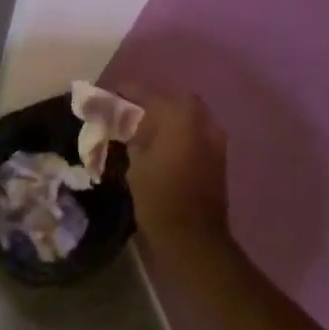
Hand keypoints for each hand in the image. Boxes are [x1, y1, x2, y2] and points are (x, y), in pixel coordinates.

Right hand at [124, 93, 230, 251]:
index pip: (147, 93)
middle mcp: (202, 120)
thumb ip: (133, 134)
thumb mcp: (136, 162)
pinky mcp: (218, 156)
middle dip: (151, 102)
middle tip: (130, 113)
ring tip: (144, 129)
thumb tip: (128, 123)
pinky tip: (160, 144)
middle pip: (172, 100)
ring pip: (187, 115)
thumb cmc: (159, 197)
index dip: (126, 92)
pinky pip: (195, 131)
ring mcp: (214, 138)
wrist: (194, 237)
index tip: (109, 93)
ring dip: (167, 117)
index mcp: (179, 116)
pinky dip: (179, 132)